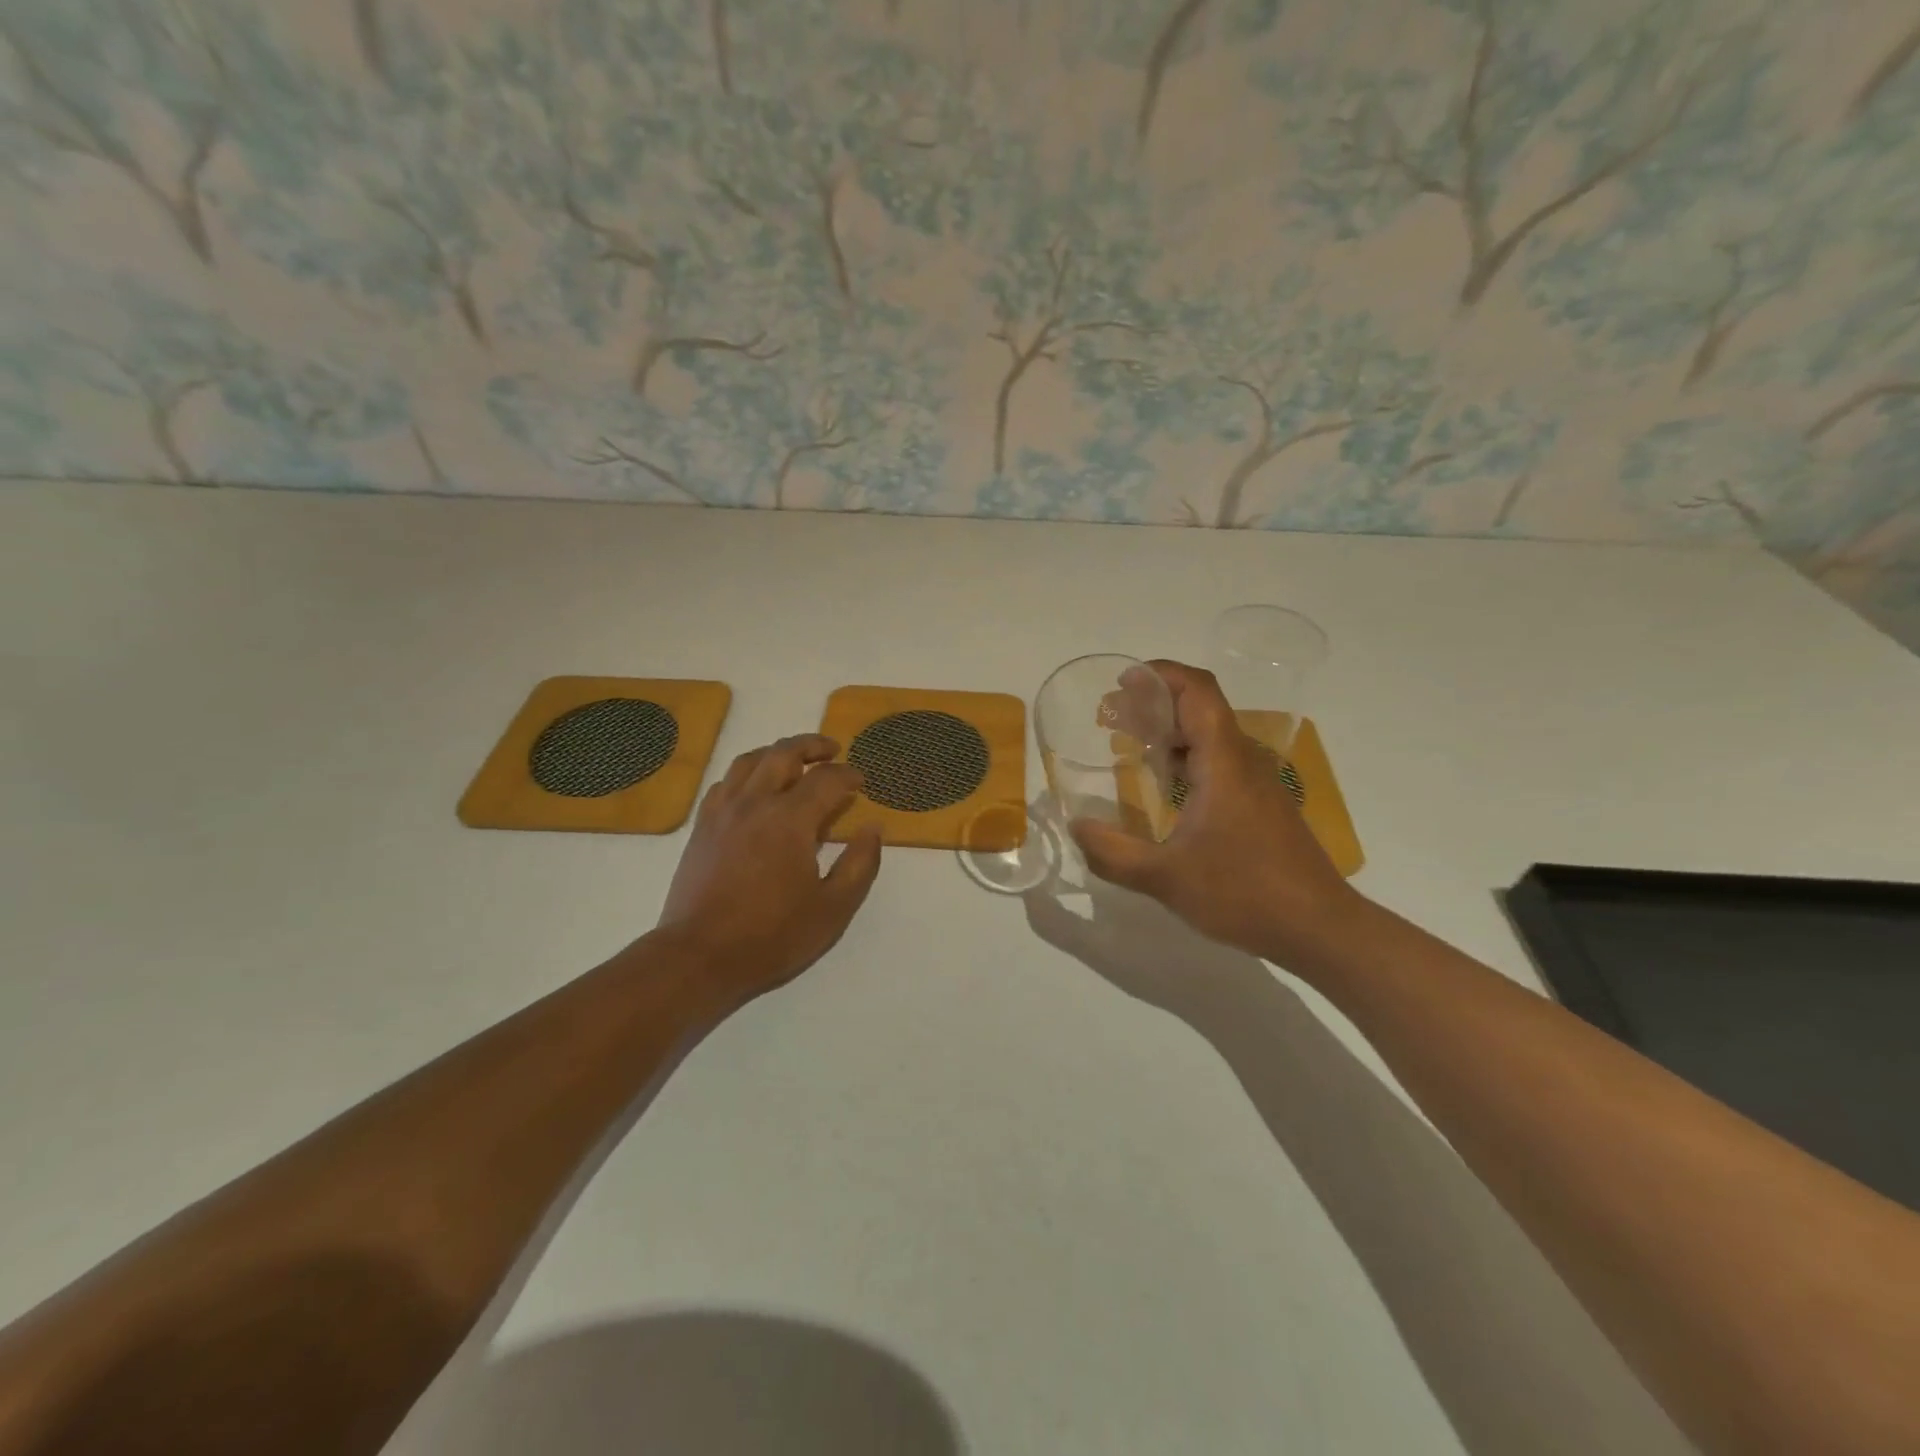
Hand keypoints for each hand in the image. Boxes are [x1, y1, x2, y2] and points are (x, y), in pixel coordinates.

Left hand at [655, 734, 882, 1008]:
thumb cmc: (772, 936)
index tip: (861, 782)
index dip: (848, 775)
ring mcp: (723, 811)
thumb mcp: (833, 908)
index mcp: (790, 819)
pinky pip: (726, 782)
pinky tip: (755, 787)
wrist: (699, 956)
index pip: (826, 779)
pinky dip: (747, 774)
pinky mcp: (702, 826)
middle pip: (784, 753)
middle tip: (832, 750)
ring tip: (795, 760)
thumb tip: (873, 828)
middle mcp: (755, 803)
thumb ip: (860, 864)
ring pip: (750, 761)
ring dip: (778, 752)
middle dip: (812, 745)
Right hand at [1071, 661, 1363, 963]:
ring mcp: (1257, 783)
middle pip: (1200, 708)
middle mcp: (1243, 762)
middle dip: (1153, 703)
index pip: (1197, 691)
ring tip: (1127, 745)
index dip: (1160, 675)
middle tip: (1110, 718)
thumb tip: (1075, 826)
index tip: (1121, 682)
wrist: (1319, 928)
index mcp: (1224, 763)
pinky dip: (1185, 758)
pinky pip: (1219, 762)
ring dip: (1169, 732)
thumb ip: (1113, 853)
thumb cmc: (1244, 894)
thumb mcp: (1165, 879)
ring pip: (1210, 736)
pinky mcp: (1261, 805)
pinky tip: (1163, 786)